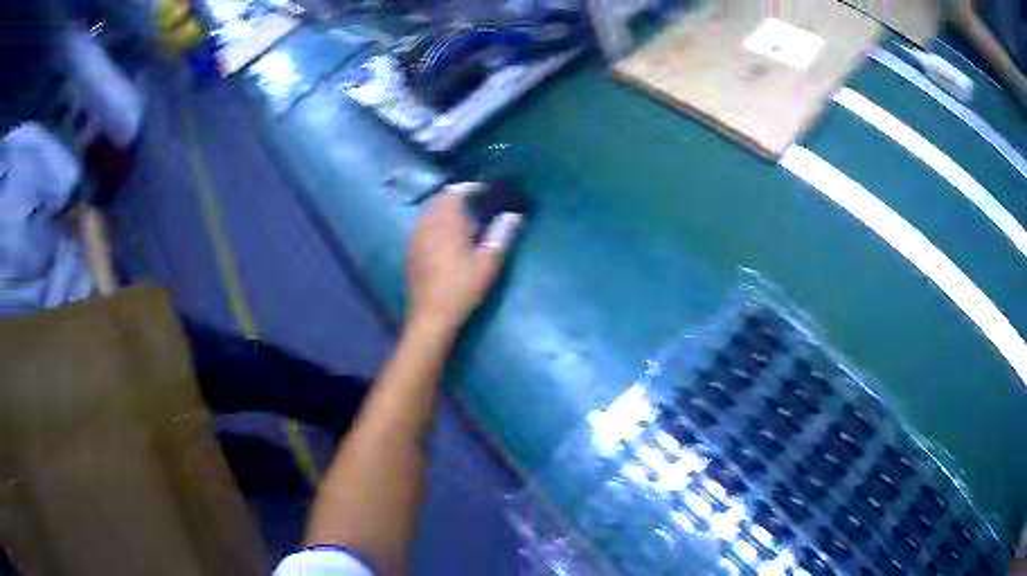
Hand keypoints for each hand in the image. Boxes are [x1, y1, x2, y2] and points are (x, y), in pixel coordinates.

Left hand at [405, 183, 521, 333]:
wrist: (431, 317)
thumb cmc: (462, 288)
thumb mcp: (488, 262)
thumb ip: (501, 234)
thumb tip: (514, 215)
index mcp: (445, 222)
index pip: (455, 193)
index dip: (471, 188)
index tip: (486, 192)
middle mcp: (426, 225)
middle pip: (440, 202)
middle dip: (458, 200)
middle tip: (479, 210)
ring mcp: (415, 239)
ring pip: (430, 215)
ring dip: (446, 214)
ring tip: (465, 226)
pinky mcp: (410, 253)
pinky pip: (423, 229)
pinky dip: (436, 227)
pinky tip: (448, 243)